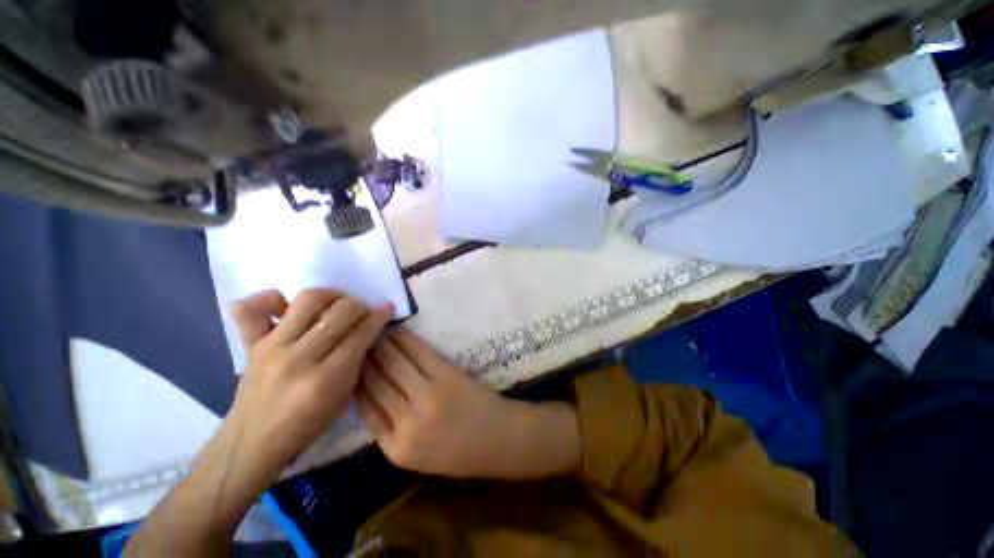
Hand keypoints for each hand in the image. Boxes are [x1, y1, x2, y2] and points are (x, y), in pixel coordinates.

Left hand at [127, 289, 392, 555]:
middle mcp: (297, 359)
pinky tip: (287, 306)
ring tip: (335, 303)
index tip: (386, 308)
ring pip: (307, 300)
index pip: (360, 335)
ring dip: (330, 296)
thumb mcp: (343, 398)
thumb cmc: (305, 426)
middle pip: (339, 313)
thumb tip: (368, 329)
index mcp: (325, 380)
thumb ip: (357, 361)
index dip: (378, 317)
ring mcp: (270, 348)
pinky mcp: (249, 344)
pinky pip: (252, 308)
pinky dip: (271, 299)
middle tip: (363, 310)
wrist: (253, 442)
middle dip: (359, 305)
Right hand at [357, 329, 580, 478]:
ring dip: (381, 344)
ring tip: (371, 330)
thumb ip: (391, 428)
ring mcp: (427, 397)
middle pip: (375, 382)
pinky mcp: (446, 376)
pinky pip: (418, 353)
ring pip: (393, 364)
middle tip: (355, 340)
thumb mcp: (418, 454)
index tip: (349, 364)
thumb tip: (370, 394)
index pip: (364, 407)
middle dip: (363, 358)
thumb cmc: (461, 451)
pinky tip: (396, 331)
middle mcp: (406, 423)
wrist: (500, 440)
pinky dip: (405, 340)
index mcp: (395, 449)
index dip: (355, 381)